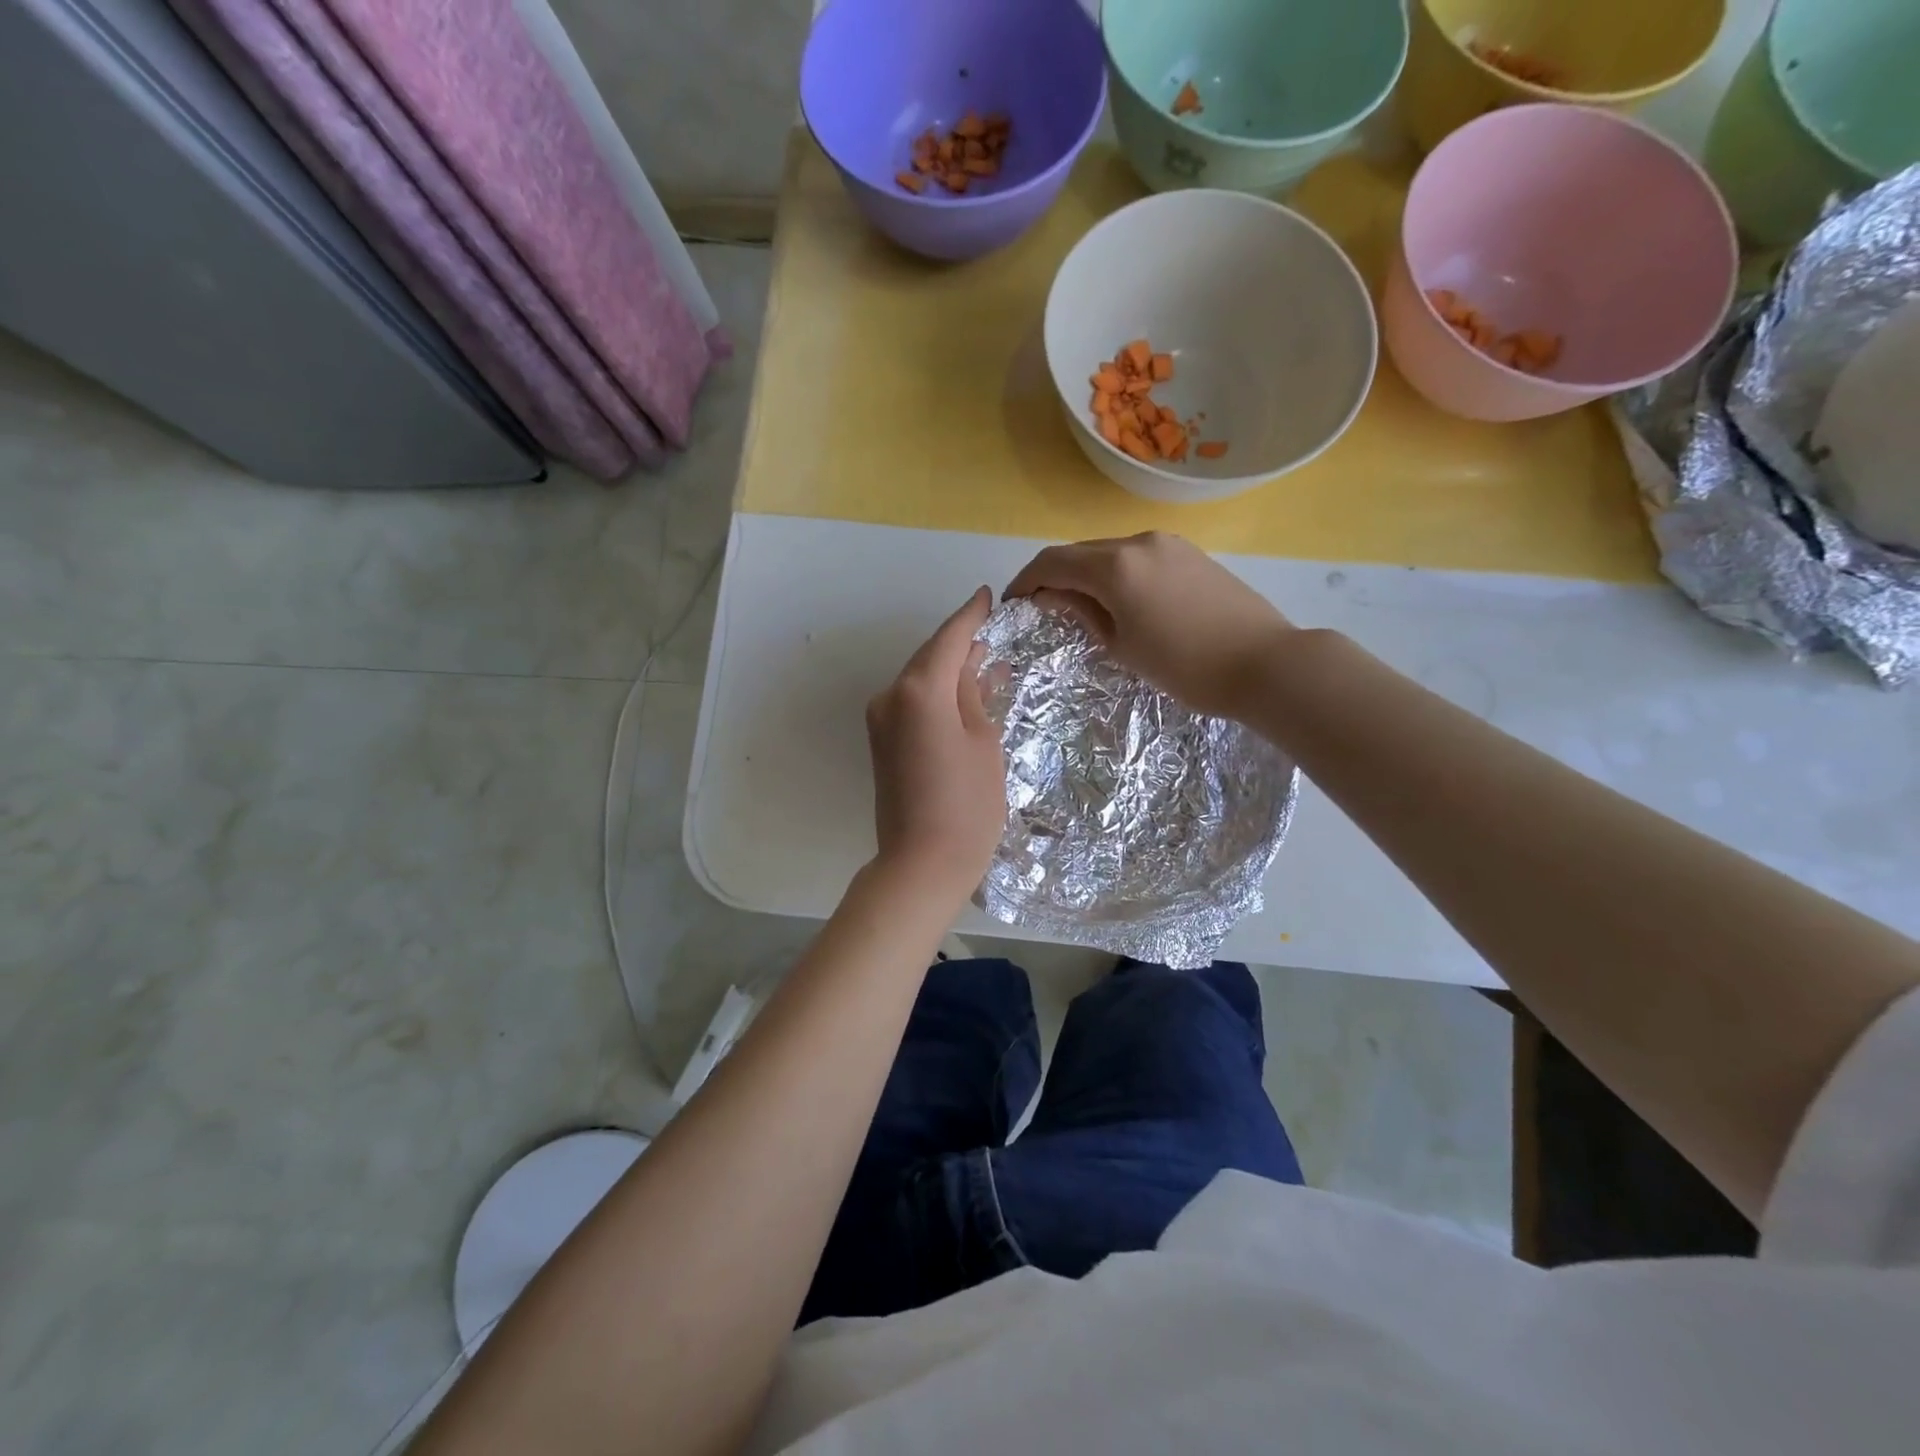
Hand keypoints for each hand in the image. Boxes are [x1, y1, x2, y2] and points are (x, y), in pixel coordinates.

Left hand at [866, 587, 1006, 900]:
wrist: (921, 864)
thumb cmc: (967, 805)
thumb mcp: (984, 742)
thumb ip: (975, 695)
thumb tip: (973, 667)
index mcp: (919, 689)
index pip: (949, 638)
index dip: (970, 616)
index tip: (986, 596)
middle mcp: (891, 696)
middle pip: (930, 657)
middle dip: (961, 644)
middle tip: (993, 632)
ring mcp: (881, 720)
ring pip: (921, 681)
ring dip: (950, 671)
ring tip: (987, 663)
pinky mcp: (882, 742)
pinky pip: (913, 704)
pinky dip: (938, 695)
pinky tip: (965, 695)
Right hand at [1005, 532, 1292, 719]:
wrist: (1265, 663)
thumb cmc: (1185, 666)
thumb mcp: (1122, 646)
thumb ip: (1083, 613)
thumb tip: (1052, 596)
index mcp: (1115, 566)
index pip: (1052, 562)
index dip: (1026, 581)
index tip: (1014, 604)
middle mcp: (1138, 541)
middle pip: (1080, 552)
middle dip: (1055, 576)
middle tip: (1044, 609)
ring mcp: (1169, 544)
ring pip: (1110, 552)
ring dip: (1087, 574)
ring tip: (1083, 609)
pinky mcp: (1191, 553)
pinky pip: (1138, 556)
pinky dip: (1117, 573)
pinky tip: (1122, 601)